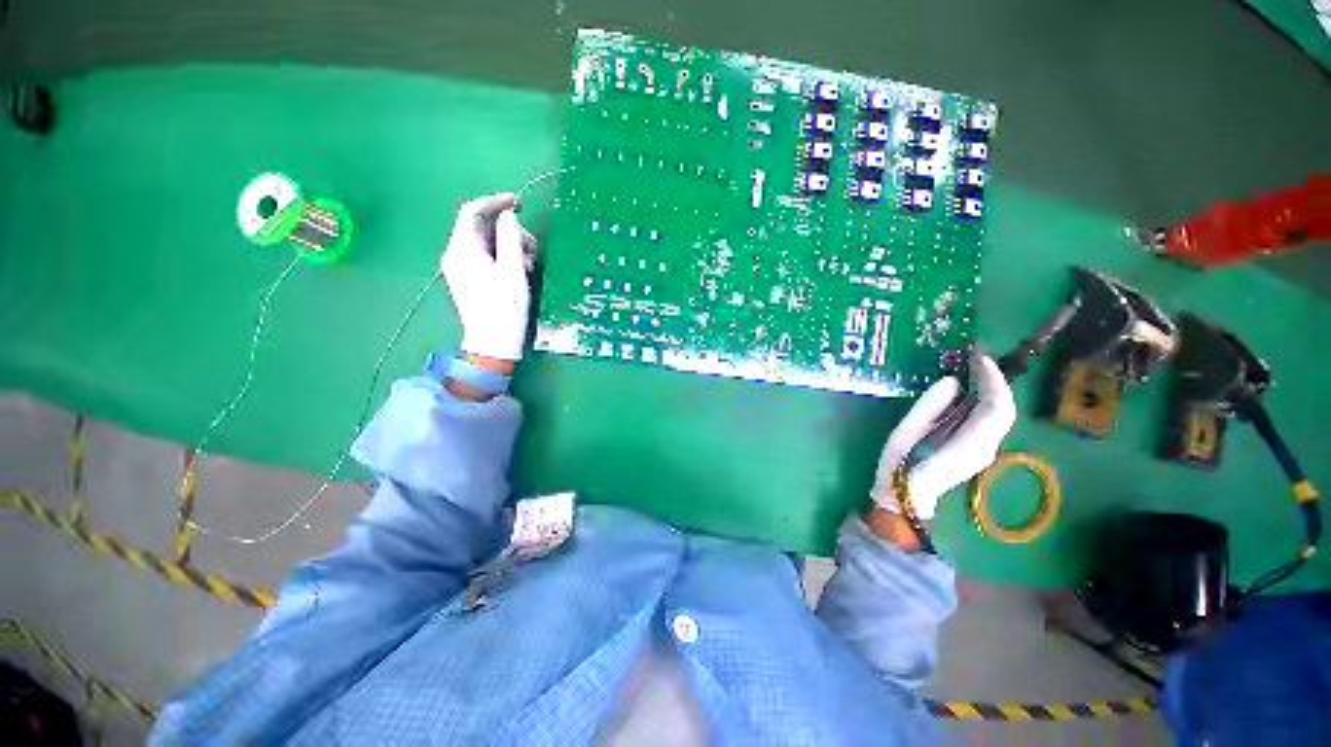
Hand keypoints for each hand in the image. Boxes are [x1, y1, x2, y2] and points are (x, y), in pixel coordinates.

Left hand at [440, 193, 535, 361]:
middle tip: (533, 248)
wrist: (494, 344)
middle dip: (509, 231)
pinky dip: (504, 256)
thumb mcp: (513, 272)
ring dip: (510, 245)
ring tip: (530, 263)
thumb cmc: (505, 309)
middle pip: (481, 228)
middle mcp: (456, 255)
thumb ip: (510, 239)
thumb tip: (509, 216)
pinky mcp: (470, 279)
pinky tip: (520, 269)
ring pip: (486, 243)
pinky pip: (486, 256)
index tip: (520, 203)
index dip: (496, 202)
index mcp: (463, 250)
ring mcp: (462, 268)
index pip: (472, 212)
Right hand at [870, 354, 1016, 519]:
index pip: (996, 407)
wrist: (908, 493)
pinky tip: (972, 387)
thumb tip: (951, 381)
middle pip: (1004, 408)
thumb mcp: (907, 431)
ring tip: (974, 367)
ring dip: (992, 387)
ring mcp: (986, 449)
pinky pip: (991, 419)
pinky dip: (987, 398)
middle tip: (976, 357)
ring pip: (1001, 413)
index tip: (979, 358)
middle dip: (995, 379)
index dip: (992, 380)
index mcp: (969, 443)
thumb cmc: (902, 462)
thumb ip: (930, 405)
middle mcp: (987, 446)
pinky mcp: (980, 448)